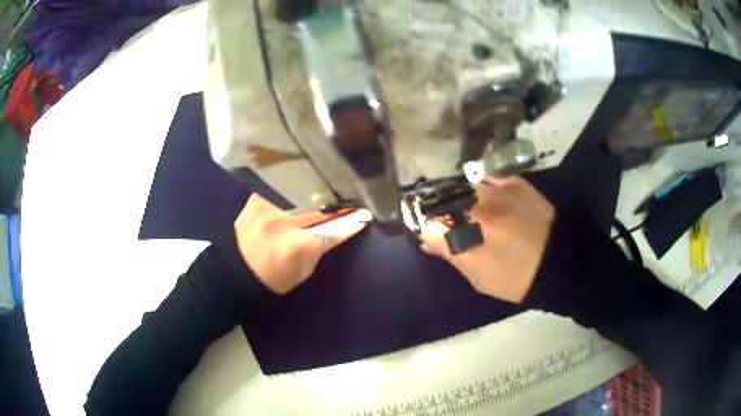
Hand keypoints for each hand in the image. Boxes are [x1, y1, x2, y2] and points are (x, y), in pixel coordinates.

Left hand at [234, 194, 370, 293]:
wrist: (232, 273)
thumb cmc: (271, 280)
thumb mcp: (301, 273)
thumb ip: (317, 250)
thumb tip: (330, 231)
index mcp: (297, 247)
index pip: (332, 230)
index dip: (350, 223)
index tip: (365, 215)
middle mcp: (283, 224)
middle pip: (315, 215)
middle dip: (321, 220)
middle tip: (322, 226)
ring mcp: (267, 210)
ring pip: (295, 209)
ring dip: (296, 218)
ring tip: (286, 229)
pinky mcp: (254, 203)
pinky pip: (275, 203)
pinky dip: (276, 212)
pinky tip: (269, 223)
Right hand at [416, 177, 554, 302]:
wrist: (557, 260)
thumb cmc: (514, 279)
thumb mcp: (478, 278)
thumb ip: (450, 255)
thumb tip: (425, 239)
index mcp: (465, 241)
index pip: (426, 223)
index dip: (418, 222)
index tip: (418, 223)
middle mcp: (475, 211)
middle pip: (440, 200)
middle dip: (432, 206)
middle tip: (435, 211)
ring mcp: (495, 192)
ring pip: (461, 184)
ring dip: (454, 192)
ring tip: (458, 200)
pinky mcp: (512, 181)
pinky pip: (484, 176)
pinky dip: (477, 184)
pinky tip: (480, 191)